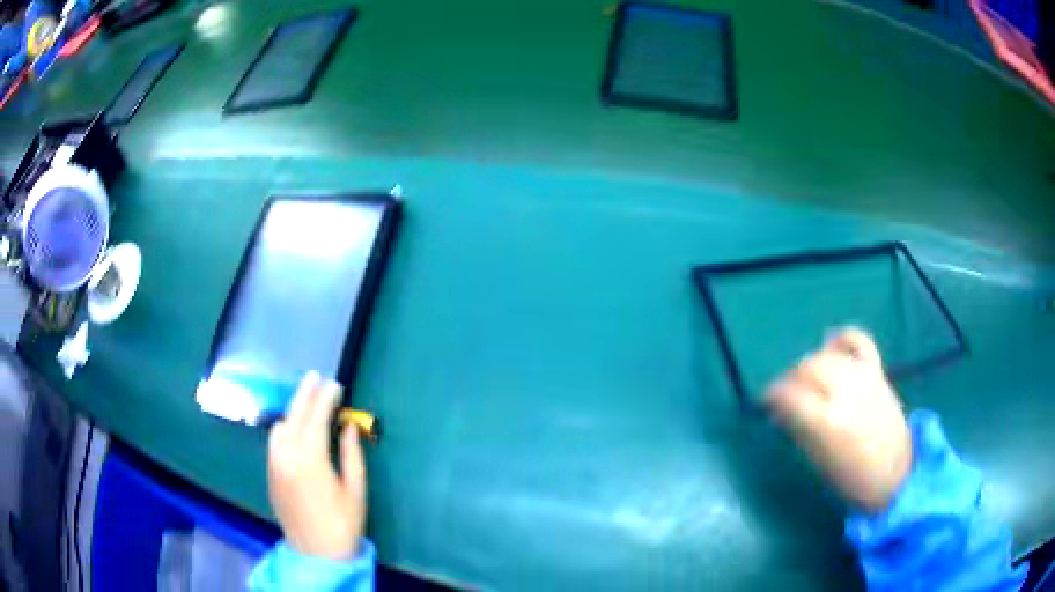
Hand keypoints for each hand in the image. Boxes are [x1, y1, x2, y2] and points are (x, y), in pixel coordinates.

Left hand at [268, 372, 366, 559]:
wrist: (315, 552)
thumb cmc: (342, 523)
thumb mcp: (355, 489)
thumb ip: (352, 454)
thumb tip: (348, 426)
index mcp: (311, 459)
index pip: (317, 417)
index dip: (326, 398)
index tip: (337, 384)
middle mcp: (287, 455)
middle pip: (295, 415)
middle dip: (305, 393)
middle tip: (316, 377)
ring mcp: (274, 463)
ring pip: (280, 425)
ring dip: (294, 409)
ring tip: (307, 400)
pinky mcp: (270, 473)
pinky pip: (274, 440)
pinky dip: (285, 426)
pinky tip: (294, 426)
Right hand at [764, 328, 911, 511]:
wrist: (894, 473)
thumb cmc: (851, 478)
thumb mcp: (818, 461)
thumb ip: (798, 430)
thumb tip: (779, 411)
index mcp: (827, 421)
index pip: (789, 395)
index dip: (772, 395)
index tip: (765, 402)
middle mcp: (845, 392)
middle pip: (807, 367)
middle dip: (790, 378)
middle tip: (786, 394)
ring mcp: (864, 377)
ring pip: (827, 354)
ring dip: (810, 362)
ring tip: (806, 378)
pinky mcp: (878, 371)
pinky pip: (858, 341)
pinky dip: (842, 338)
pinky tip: (830, 345)